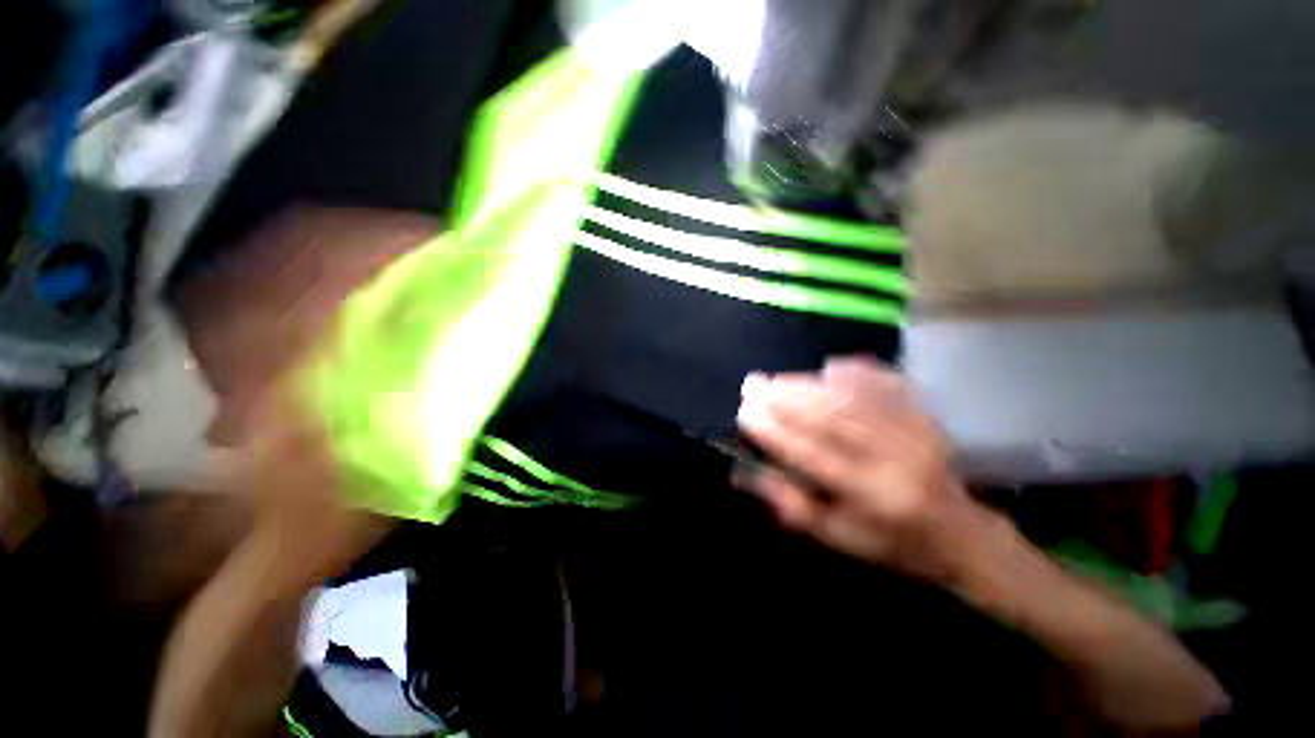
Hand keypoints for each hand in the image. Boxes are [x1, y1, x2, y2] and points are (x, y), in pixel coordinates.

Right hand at [734, 356, 992, 581]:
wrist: (960, 536)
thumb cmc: (888, 542)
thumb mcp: (834, 536)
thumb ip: (788, 503)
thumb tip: (741, 472)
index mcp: (869, 496)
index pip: (811, 455)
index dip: (774, 431)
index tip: (745, 413)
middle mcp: (892, 460)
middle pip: (830, 419)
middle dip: (785, 398)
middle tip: (753, 384)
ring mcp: (913, 434)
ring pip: (852, 400)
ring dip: (809, 385)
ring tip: (777, 378)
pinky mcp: (925, 419)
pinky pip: (889, 387)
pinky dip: (858, 372)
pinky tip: (831, 366)